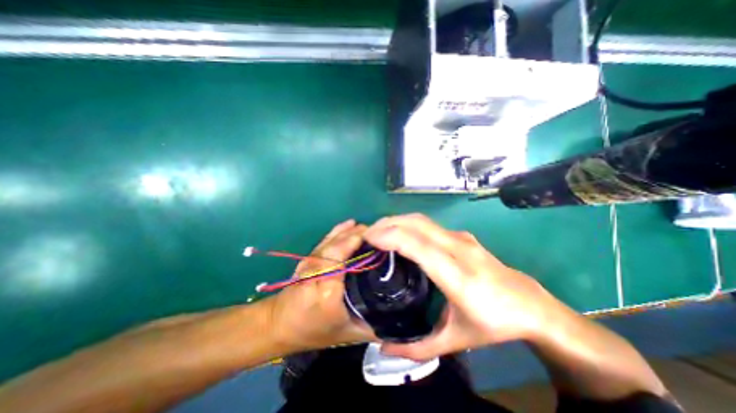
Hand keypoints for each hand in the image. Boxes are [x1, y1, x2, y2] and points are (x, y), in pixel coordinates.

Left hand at [267, 219, 374, 354]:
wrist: (279, 325)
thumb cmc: (315, 331)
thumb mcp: (348, 334)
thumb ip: (374, 325)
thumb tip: (398, 315)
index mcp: (327, 288)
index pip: (343, 256)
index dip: (360, 244)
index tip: (380, 241)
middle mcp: (317, 269)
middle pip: (339, 244)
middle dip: (359, 235)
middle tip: (380, 234)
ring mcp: (311, 260)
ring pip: (333, 239)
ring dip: (351, 231)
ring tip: (369, 229)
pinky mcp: (309, 257)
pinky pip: (326, 239)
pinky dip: (339, 230)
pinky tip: (350, 225)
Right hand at [366, 215, 560, 360]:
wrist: (530, 305)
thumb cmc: (493, 324)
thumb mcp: (455, 341)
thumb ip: (417, 348)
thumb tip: (383, 347)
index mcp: (457, 276)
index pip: (417, 245)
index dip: (389, 237)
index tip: (368, 239)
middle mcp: (459, 249)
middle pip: (416, 224)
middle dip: (387, 224)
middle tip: (367, 234)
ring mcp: (462, 238)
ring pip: (422, 220)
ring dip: (397, 221)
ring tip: (378, 231)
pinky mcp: (462, 235)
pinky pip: (429, 224)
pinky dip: (409, 224)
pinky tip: (400, 234)